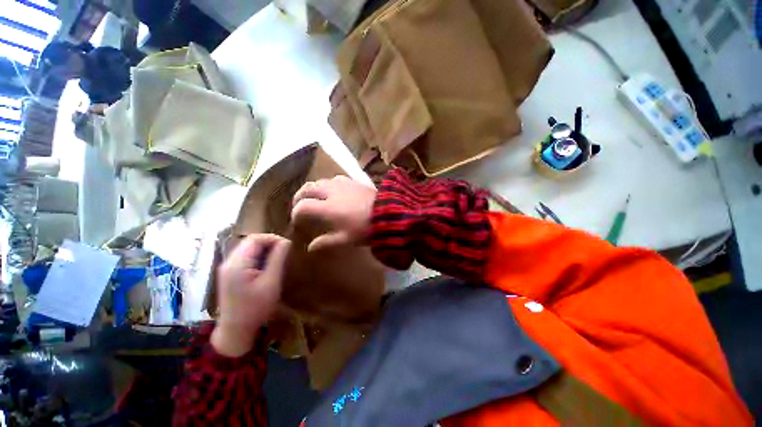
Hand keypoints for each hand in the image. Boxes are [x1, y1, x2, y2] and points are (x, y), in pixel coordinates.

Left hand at [211, 234, 290, 356]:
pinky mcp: (229, 274)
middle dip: (269, 243)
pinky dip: (258, 256)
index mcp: (237, 264)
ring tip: (278, 258)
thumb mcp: (271, 282)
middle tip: (284, 251)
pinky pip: (245, 257)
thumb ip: (277, 259)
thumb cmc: (256, 308)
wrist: (236, 330)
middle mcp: (229, 262)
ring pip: (248, 248)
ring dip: (264, 249)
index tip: (287, 246)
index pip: (255, 238)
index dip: (272, 238)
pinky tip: (267, 266)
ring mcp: (227, 268)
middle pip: (250, 241)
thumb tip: (286, 241)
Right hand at [291, 176, 376, 251]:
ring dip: (313, 190)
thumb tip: (310, 248)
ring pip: (320, 181)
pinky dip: (327, 185)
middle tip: (299, 206)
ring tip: (314, 199)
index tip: (298, 223)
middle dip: (299, 198)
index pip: (302, 207)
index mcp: (326, 207)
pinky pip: (334, 179)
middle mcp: (330, 191)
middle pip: (307, 189)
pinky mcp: (353, 181)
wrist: (389, 214)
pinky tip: (333, 192)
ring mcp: (342, 184)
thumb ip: (325, 243)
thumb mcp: (345, 240)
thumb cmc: (365, 228)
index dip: (296, 215)